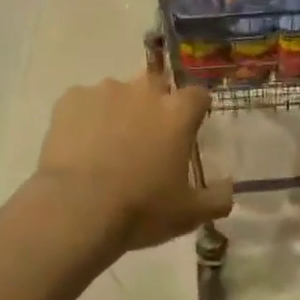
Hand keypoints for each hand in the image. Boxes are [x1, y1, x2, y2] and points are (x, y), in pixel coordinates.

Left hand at [33, 75, 232, 254]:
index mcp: (177, 112)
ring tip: (107, 146)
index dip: (195, 110)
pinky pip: (83, 102)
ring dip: (118, 111)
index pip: (198, 95)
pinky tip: (79, 146)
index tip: (188, 129)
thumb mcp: (189, 214)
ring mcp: (104, 90)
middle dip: (155, 104)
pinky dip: (85, 118)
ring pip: (117, 93)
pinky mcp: (70, 99)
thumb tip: (229, 188)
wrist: (76, 210)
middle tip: (147, 138)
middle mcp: (144, 90)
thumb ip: (217, 198)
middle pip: (156, 85)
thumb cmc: (140, 209)